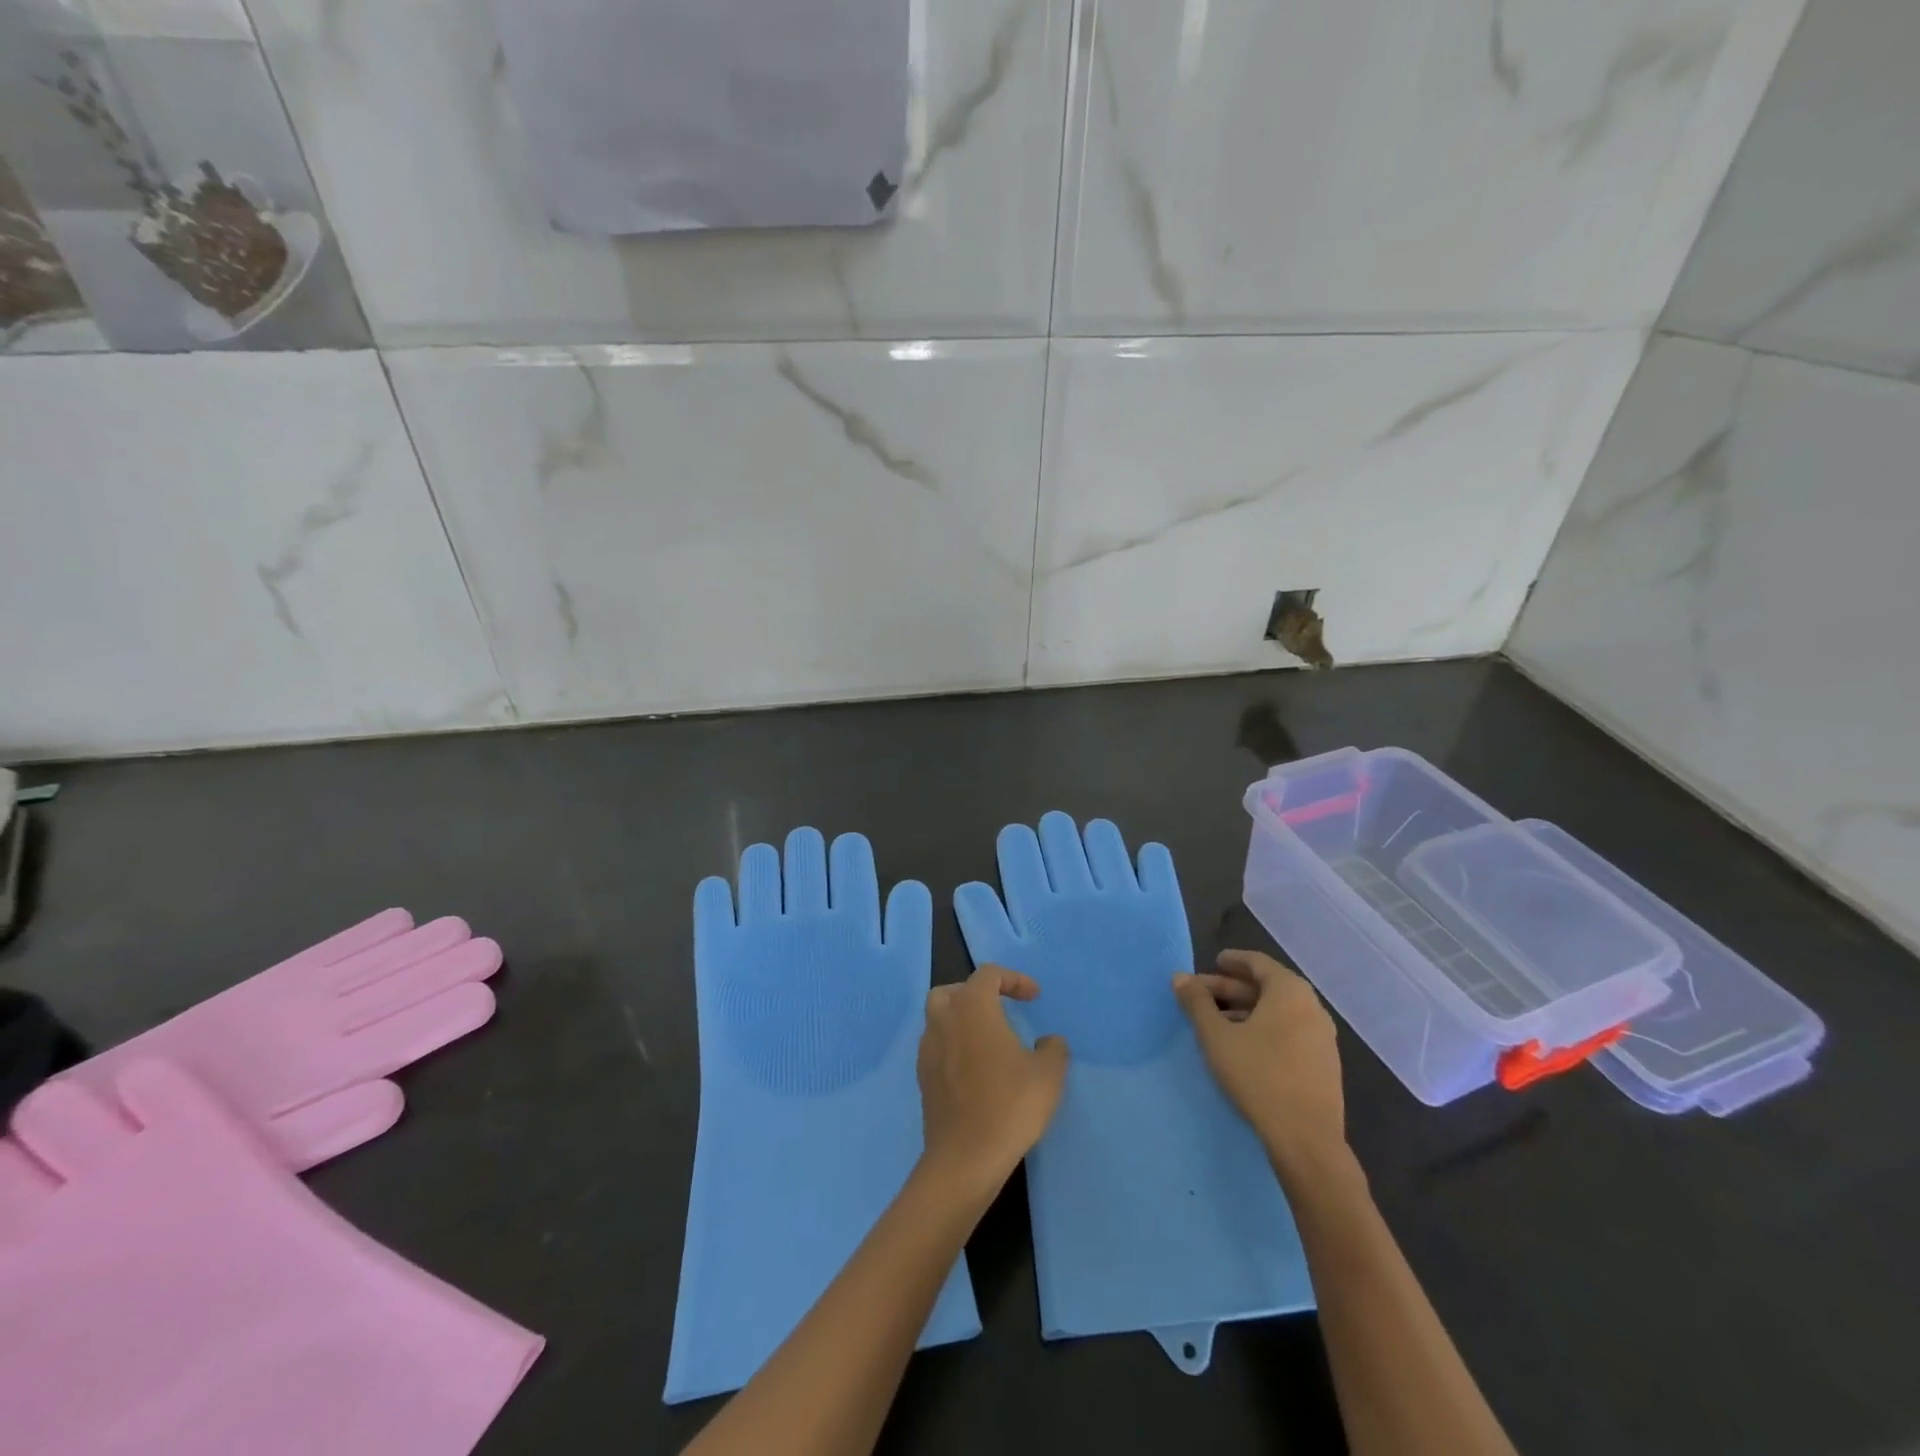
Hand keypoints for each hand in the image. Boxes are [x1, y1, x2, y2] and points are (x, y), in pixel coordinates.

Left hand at [917, 966, 1068, 1200]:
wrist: (965, 1158)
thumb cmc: (1009, 1106)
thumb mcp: (1048, 1075)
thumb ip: (1053, 1049)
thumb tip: (1048, 1042)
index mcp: (972, 1008)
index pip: (988, 974)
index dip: (1013, 979)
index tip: (1034, 997)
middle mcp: (944, 1020)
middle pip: (953, 990)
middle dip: (977, 993)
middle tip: (1000, 1008)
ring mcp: (928, 1049)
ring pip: (939, 1017)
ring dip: (962, 1019)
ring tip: (989, 1039)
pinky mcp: (923, 1077)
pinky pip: (937, 1046)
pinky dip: (954, 1045)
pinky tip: (976, 1068)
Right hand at [1174, 950, 1347, 1183]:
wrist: (1307, 1141)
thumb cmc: (1258, 1076)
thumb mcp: (1216, 1036)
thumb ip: (1197, 1003)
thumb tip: (1180, 977)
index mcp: (1290, 992)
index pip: (1258, 963)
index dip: (1233, 960)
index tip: (1213, 961)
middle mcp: (1312, 1008)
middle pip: (1267, 987)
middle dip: (1232, 989)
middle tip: (1201, 994)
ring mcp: (1322, 1038)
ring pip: (1278, 1012)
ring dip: (1246, 1010)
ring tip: (1216, 1021)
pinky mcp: (1323, 1064)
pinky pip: (1289, 1032)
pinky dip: (1264, 1028)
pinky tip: (1242, 1045)